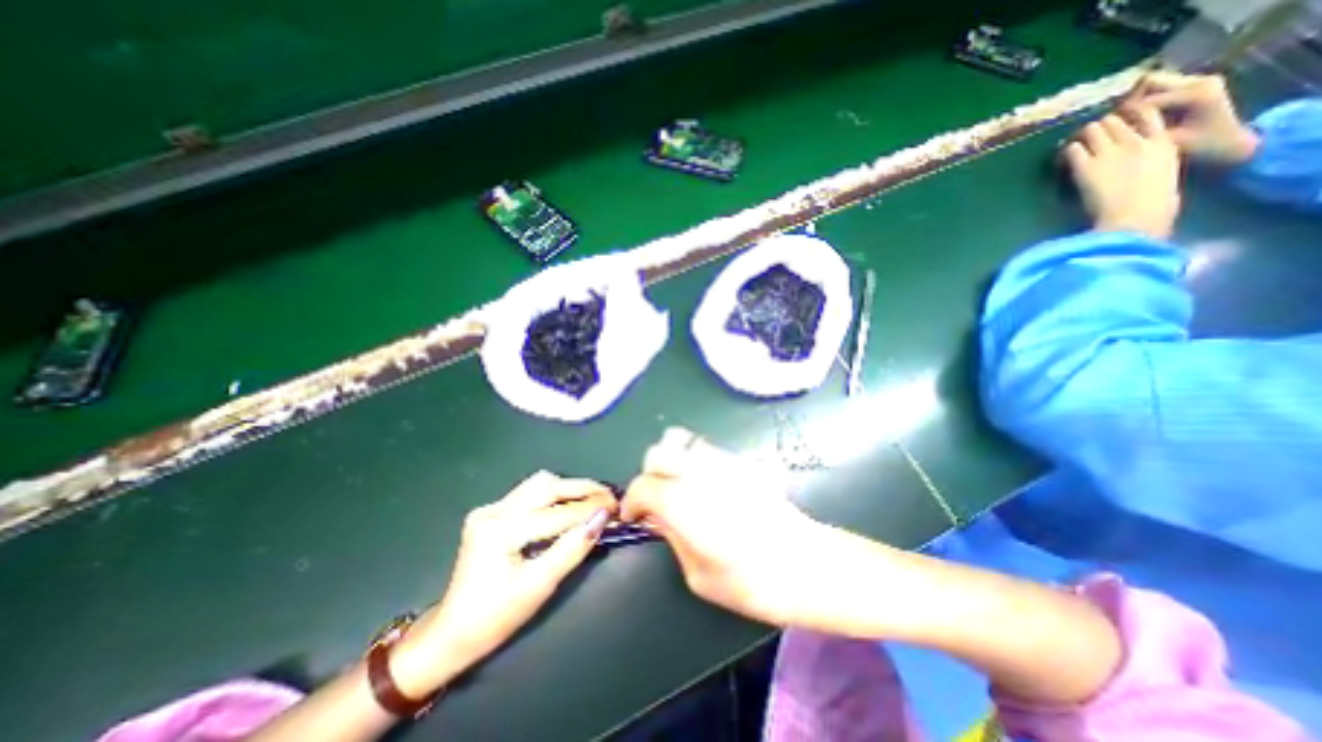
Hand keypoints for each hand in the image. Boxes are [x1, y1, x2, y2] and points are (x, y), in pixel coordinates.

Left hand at [394, 470, 616, 694]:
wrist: (451, 633)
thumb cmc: (496, 618)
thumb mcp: (539, 586)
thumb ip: (572, 549)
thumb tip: (602, 519)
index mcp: (500, 531)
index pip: (557, 514)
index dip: (590, 509)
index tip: (618, 508)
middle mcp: (493, 510)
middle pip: (547, 486)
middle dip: (583, 489)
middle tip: (609, 497)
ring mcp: (490, 508)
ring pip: (539, 484)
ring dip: (569, 488)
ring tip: (593, 498)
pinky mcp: (491, 511)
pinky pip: (530, 492)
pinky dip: (554, 495)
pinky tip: (568, 504)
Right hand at [620, 429, 823, 626]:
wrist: (805, 563)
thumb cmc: (749, 581)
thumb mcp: (697, 573)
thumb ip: (671, 535)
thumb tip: (657, 516)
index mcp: (682, 501)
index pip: (642, 486)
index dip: (632, 502)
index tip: (636, 518)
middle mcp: (698, 472)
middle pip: (657, 453)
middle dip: (649, 474)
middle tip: (656, 498)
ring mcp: (721, 461)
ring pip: (680, 440)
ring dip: (671, 459)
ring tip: (678, 484)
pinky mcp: (740, 460)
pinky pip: (704, 448)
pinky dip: (693, 459)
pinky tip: (704, 484)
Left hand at [1067, 104, 1183, 238]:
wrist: (1136, 216)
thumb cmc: (1154, 204)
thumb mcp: (1165, 172)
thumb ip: (1155, 160)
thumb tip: (1142, 162)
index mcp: (1162, 143)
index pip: (1148, 114)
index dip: (1130, 114)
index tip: (1119, 122)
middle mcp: (1136, 142)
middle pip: (1116, 119)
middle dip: (1101, 125)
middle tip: (1090, 136)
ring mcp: (1110, 153)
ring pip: (1093, 129)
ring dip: (1082, 135)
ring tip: (1074, 144)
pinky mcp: (1086, 167)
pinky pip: (1073, 149)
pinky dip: (1067, 151)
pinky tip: (1064, 158)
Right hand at [1126, 71, 1256, 161]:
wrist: (1231, 140)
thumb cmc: (1199, 147)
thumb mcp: (1168, 143)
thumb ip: (1144, 133)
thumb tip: (1115, 132)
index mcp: (1195, 95)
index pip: (1145, 100)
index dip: (1121, 115)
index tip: (1106, 130)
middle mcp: (1199, 81)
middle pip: (1148, 82)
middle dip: (1127, 101)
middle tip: (1115, 120)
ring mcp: (1198, 79)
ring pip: (1151, 82)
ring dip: (1134, 99)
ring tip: (1125, 118)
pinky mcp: (1194, 83)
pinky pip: (1159, 87)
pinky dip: (1144, 99)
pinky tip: (1138, 116)